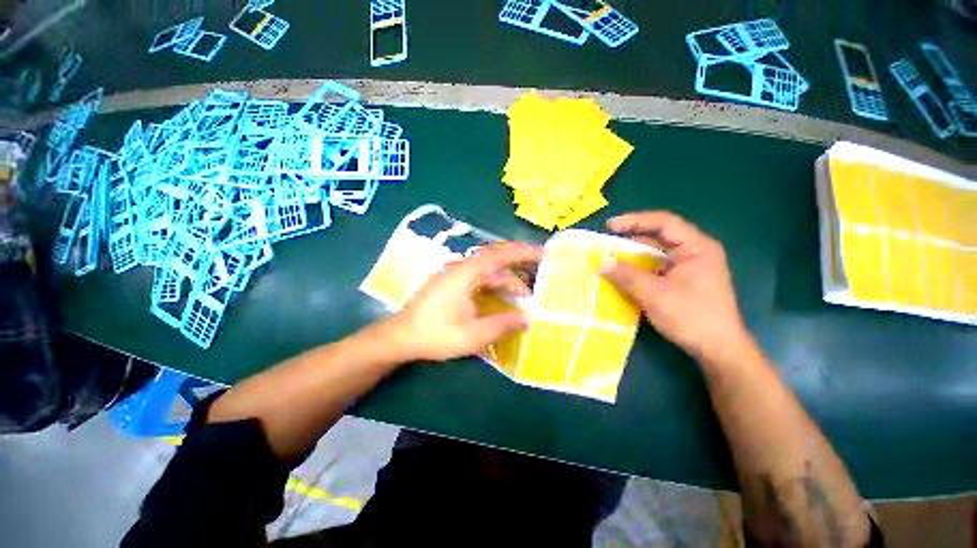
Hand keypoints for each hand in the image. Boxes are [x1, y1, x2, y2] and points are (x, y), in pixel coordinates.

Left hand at [382, 241, 542, 361]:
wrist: (400, 337)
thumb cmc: (435, 335)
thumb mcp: (472, 335)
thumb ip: (502, 325)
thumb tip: (526, 319)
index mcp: (466, 273)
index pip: (500, 254)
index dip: (523, 252)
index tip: (544, 252)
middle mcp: (461, 267)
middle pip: (495, 258)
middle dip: (519, 263)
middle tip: (540, 271)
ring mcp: (455, 274)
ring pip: (488, 271)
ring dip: (506, 280)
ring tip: (524, 297)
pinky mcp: (452, 283)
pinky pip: (479, 278)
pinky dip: (494, 285)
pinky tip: (502, 298)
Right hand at [601, 211, 751, 361]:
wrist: (718, 349)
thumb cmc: (691, 317)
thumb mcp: (654, 294)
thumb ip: (626, 276)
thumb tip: (601, 263)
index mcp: (697, 247)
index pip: (663, 222)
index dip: (634, 221)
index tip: (610, 226)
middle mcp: (695, 252)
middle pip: (659, 236)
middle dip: (631, 238)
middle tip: (606, 242)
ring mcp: (690, 267)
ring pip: (657, 253)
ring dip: (634, 254)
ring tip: (610, 257)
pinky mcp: (684, 280)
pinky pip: (657, 267)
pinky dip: (640, 268)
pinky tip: (624, 273)